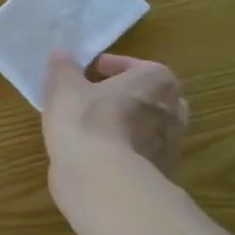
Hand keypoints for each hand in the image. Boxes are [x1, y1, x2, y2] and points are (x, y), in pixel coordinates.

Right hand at [42, 52, 188, 200]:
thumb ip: (63, 68)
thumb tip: (61, 54)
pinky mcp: (162, 173)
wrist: (103, 180)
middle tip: (89, 101)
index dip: (102, 69)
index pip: (130, 65)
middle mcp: (174, 108)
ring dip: (123, 124)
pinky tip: (98, 156)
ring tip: (91, 130)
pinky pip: (140, 153)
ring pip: (144, 126)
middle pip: (144, 95)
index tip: (80, 77)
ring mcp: (172, 144)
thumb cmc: (86, 121)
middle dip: (121, 96)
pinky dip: (123, 151)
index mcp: (157, 79)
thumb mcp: (64, 88)